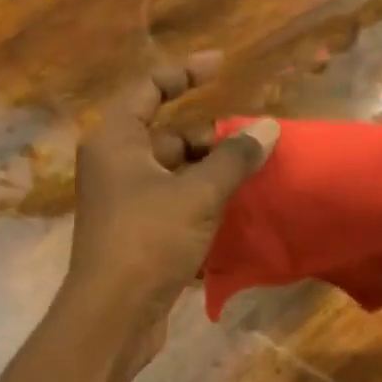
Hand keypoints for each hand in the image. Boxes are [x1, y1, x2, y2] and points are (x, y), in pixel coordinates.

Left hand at [62, 53, 278, 371]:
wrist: (113, 315)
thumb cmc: (149, 240)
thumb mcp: (198, 194)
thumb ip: (233, 158)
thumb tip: (268, 126)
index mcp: (116, 140)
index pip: (149, 88)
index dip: (185, 73)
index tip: (222, 66)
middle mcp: (114, 165)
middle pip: (167, 136)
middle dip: (209, 137)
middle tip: (253, 143)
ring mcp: (123, 202)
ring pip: (174, 174)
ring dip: (210, 173)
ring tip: (253, 176)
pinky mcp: (136, 234)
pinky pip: (173, 204)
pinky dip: (201, 203)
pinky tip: (235, 211)